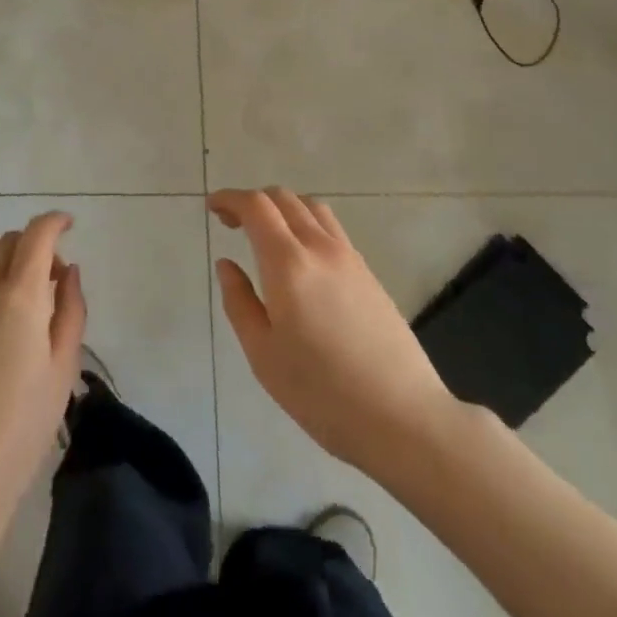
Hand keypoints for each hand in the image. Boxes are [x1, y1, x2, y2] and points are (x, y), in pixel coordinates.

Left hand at [0, 212, 85, 534]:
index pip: (37, 235)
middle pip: (7, 240)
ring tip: (7, 288)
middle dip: (31, 247)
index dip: (54, 222)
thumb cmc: (21, 430)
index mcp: (20, 298)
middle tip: (45, 281)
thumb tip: (67, 270)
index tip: (67, 226)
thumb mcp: (63, 369)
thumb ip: (71, 309)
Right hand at [210, 188, 450, 478]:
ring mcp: (349, 257)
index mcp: (288, 263)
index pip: (256, 206)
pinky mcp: (368, 273)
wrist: (404, 418)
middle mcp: (319, 247)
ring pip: (311, 207)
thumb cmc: (323, 393)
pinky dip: (306, 223)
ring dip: (283, 208)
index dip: (230, 199)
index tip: (212, 207)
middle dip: (253, 201)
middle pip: (283, 198)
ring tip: (267, 235)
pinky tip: (301, 258)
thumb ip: (239, 302)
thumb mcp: (264, 355)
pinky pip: (331, 228)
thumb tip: (227, 264)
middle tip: (232, 224)